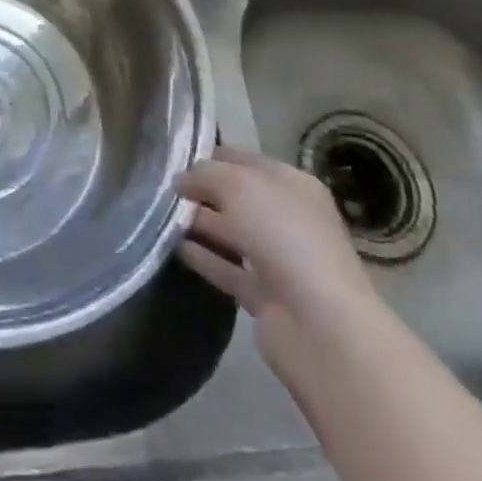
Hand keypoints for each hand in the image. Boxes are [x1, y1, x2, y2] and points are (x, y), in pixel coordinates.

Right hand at [178, 147, 378, 372]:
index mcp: (293, 184)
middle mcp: (288, 217)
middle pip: (237, 197)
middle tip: (162, 185)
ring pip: (231, 232)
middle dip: (203, 190)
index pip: (246, 160)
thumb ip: (206, 174)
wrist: (320, 326)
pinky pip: (227, 268)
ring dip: (199, 223)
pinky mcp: (264, 296)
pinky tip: (175, 246)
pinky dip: (204, 257)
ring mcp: (278, 259)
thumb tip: (181, 180)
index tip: (175, 155)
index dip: (213, 155)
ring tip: (160, 213)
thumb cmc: (284, 236)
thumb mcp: (240, 186)